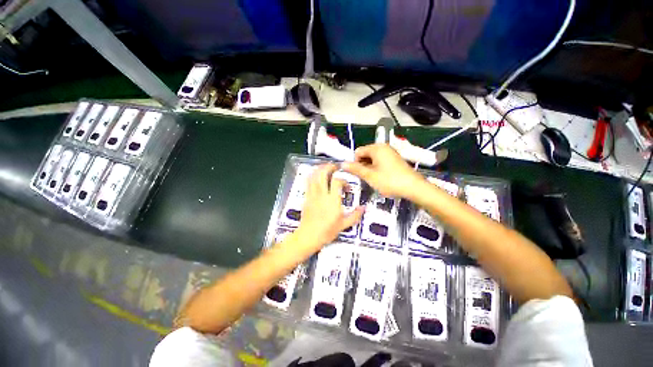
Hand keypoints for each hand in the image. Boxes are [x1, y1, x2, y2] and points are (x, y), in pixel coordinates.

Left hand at [294, 163, 364, 252]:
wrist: (308, 236)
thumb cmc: (327, 231)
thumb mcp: (344, 225)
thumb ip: (355, 215)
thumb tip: (364, 208)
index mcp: (333, 201)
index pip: (337, 181)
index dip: (343, 180)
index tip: (346, 186)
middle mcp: (322, 195)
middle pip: (323, 174)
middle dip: (329, 167)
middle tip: (335, 167)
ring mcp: (313, 195)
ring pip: (314, 176)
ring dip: (320, 168)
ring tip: (326, 168)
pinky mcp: (306, 197)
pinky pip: (308, 182)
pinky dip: (312, 175)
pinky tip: (317, 175)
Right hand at [342, 144, 425, 198]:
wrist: (414, 187)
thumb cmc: (389, 181)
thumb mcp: (370, 176)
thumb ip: (355, 169)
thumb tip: (342, 164)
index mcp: (376, 148)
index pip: (358, 151)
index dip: (355, 163)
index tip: (357, 174)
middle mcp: (383, 147)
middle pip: (365, 154)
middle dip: (362, 165)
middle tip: (364, 178)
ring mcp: (390, 153)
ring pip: (372, 158)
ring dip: (369, 168)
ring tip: (372, 179)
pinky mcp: (394, 160)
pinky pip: (380, 161)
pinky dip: (376, 168)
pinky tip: (379, 178)